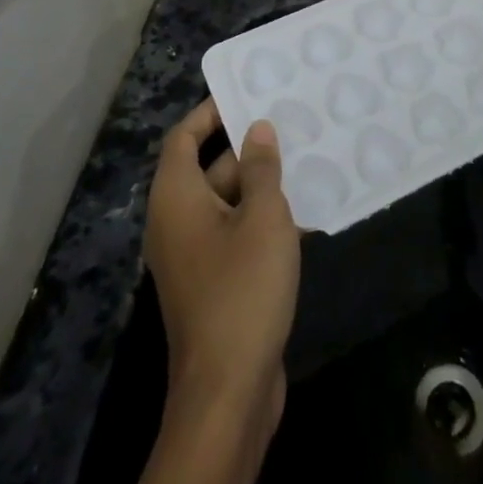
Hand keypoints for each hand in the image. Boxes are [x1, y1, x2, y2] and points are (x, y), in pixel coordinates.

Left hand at [143, 101, 299, 439]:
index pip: (184, 136)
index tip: (247, 92)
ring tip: (306, 158)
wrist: (228, 392)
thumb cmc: (242, 289)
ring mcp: (194, 255)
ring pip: (226, 202)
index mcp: (176, 198)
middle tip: (290, 122)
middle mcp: (176, 222)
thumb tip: (257, 129)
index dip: (211, 111)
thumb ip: (260, 168)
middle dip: (247, 146)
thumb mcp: (262, 217)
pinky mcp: (213, 283)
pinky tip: (305, 212)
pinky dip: (261, 219)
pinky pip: (235, 233)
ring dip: (261, 184)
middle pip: (208, 167)